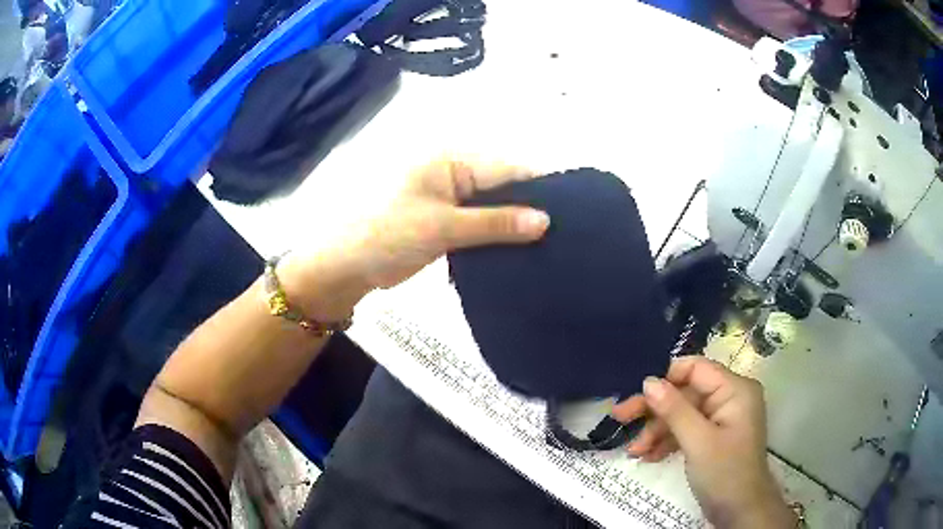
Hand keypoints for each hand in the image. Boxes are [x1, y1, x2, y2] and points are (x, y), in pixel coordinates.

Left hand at [279, 155, 549, 320]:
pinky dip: (499, 235)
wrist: (347, 265)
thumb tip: (546, 221)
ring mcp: (452, 198)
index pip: (508, 168)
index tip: (575, 211)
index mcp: (452, 160)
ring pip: (496, 207)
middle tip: (568, 234)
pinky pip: (483, 223)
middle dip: (532, 208)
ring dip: (517, 224)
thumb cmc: (387, 234)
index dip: (542, 188)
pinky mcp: (449, 220)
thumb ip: (495, 222)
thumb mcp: (443, 227)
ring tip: (554, 244)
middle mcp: (456, 172)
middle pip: (505, 186)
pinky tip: (523, 250)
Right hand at [612, 357, 795, 528]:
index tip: (639, 396)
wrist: (739, 511)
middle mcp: (729, 398)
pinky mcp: (713, 437)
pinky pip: (686, 430)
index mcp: (734, 389)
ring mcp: (721, 418)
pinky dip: (667, 441)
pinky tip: (648, 455)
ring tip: (634, 450)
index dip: (667, 378)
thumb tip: (648, 381)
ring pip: (682, 414)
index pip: (696, 369)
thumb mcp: (698, 441)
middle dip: (655, 409)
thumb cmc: (725, 472)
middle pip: (686, 393)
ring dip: (657, 431)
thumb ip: (674, 410)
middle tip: (620, 417)